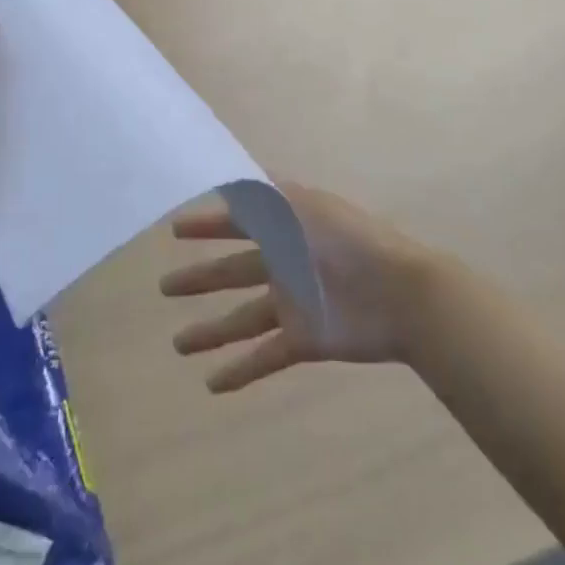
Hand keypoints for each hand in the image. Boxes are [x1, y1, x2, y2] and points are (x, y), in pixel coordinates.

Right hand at [160, 183, 438, 391]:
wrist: (400, 293)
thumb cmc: (349, 241)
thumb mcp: (304, 206)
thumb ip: (266, 196)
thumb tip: (231, 180)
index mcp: (285, 228)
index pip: (237, 224)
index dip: (208, 225)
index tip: (175, 230)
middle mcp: (284, 263)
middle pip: (232, 273)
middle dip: (200, 278)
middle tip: (164, 287)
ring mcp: (292, 303)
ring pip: (241, 319)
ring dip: (211, 331)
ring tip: (178, 344)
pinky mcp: (303, 340)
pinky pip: (265, 356)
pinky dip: (241, 370)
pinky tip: (212, 385)